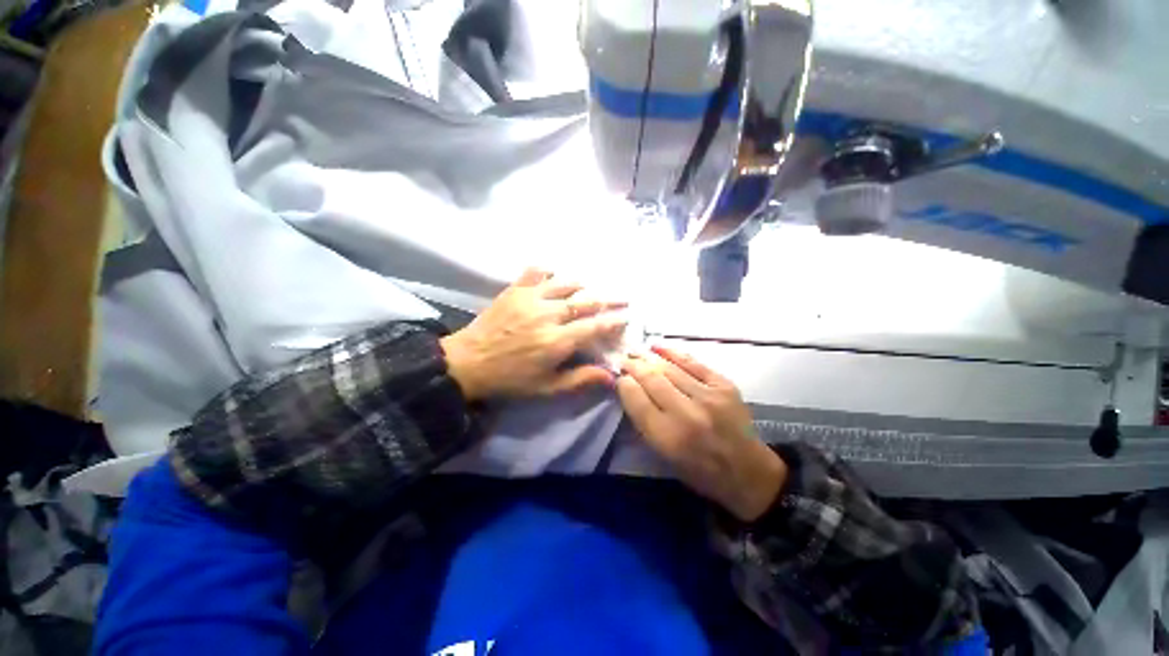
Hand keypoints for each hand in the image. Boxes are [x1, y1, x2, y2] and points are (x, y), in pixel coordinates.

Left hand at [440, 268, 626, 401]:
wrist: (468, 363)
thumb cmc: (510, 379)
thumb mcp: (546, 388)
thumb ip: (580, 379)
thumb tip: (611, 376)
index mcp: (557, 341)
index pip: (594, 327)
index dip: (613, 321)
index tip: (626, 317)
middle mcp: (548, 315)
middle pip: (585, 301)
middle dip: (607, 300)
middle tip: (621, 297)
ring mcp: (530, 299)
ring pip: (565, 284)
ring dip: (582, 286)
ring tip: (591, 288)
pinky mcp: (515, 290)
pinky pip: (536, 272)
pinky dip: (548, 271)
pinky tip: (554, 276)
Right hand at [617, 345, 786, 521]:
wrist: (747, 471)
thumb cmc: (699, 470)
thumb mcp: (664, 455)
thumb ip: (644, 421)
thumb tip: (628, 388)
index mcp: (668, 437)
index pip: (636, 399)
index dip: (624, 383)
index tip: (618, 376)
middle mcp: (686, 414)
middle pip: (651, 379)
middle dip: (633, 366)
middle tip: (623, 359)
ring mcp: (708, 397)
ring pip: (670, 368)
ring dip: (648, 357)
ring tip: (636, 351)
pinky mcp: (724, 386)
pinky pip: (693, 363)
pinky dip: (673, 352)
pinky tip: (658, 347)